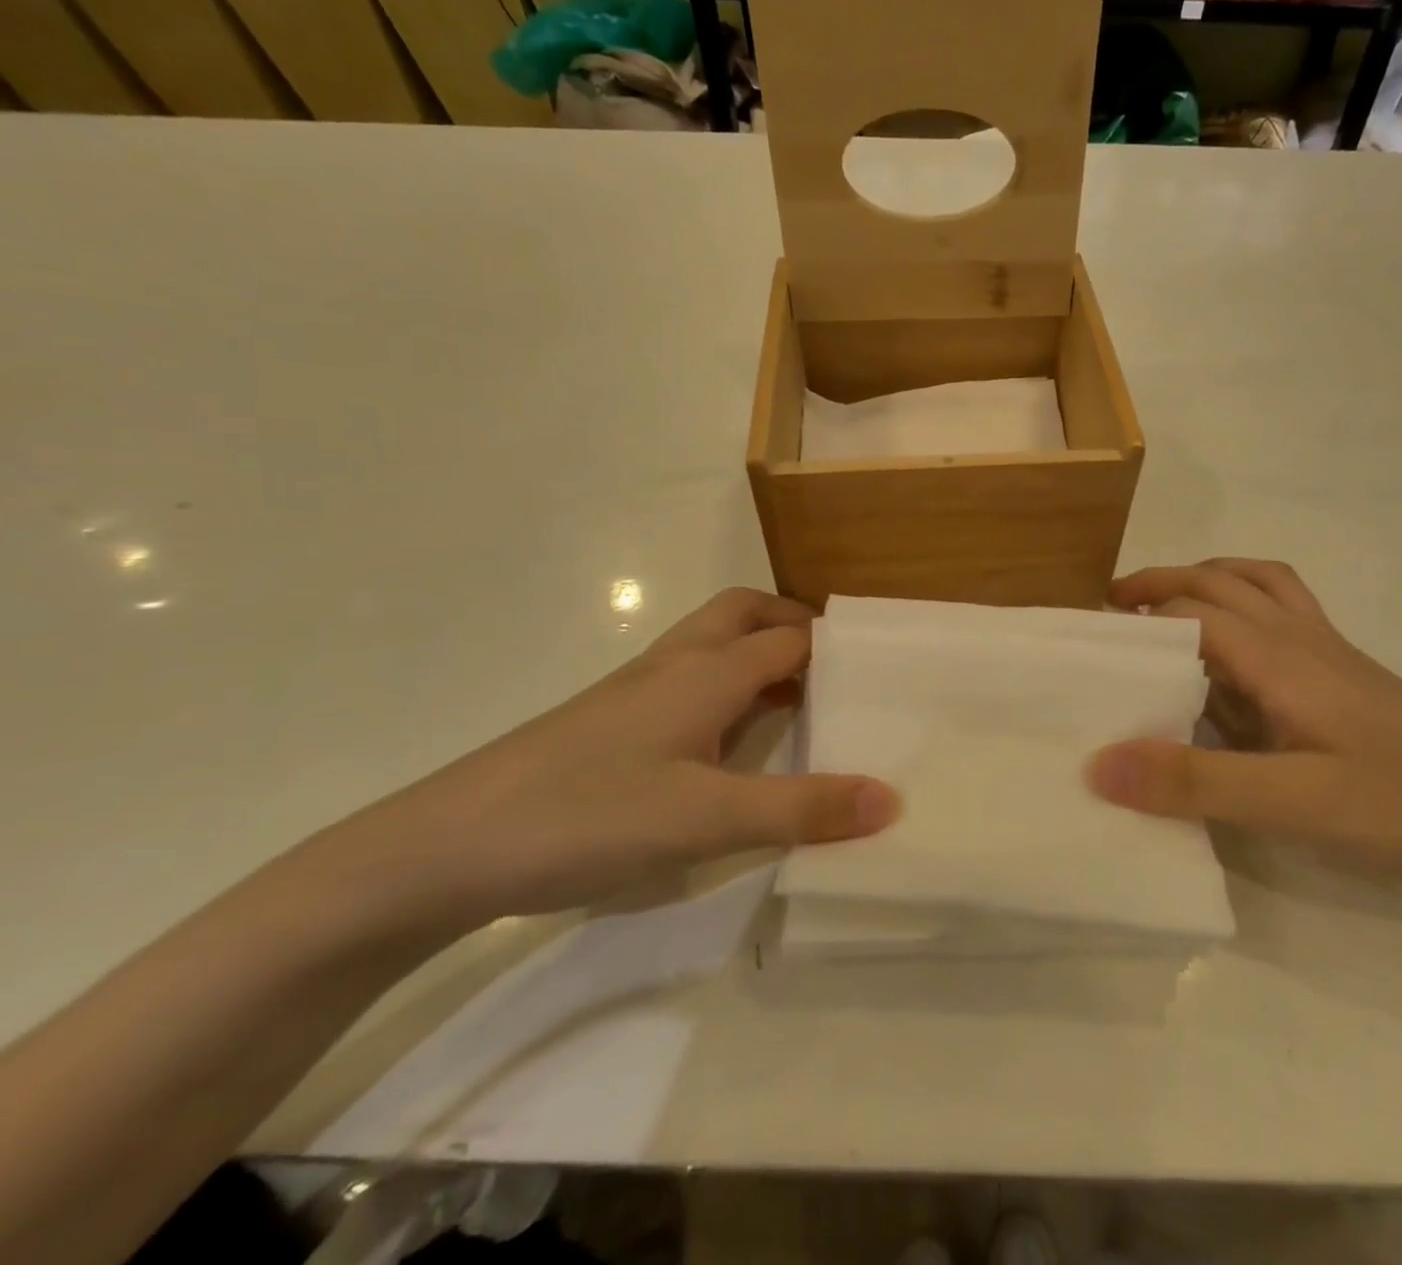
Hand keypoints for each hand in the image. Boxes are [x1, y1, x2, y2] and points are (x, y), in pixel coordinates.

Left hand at [317, 588, 898, 932]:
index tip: (881, 666)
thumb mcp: (709, 819)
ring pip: (711, 644)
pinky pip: (686, 679)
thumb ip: (803, 808)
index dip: (837, 645)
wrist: (450, 844)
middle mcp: (674, 664)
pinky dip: (723, 684)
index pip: (790, 638)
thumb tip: (893, 797)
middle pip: (744, 614)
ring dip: (757, 652)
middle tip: (834, 666)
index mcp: (707, 671)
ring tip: (795, 699)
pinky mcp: (609, 720)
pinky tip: (724, 738)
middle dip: (792, 625)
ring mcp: (635, 690)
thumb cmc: (591, 814)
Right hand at [1085, 559, 1401, 914]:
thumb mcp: (1293, 804)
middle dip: (1162, 585)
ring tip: (1165, 615)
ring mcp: (1330, 656)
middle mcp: (1301, 639)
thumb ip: (1193, 782)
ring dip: (1206, 585)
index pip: (1189, 610)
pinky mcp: (1348, 681)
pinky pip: (1285, 620)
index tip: (1086, 639)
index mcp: (1279, 654)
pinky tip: (1234, 667)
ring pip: (1259, 588)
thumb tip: (1096, 762)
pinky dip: (1245, 613)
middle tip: (1111, 614)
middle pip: (1221, 580)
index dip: (1134, 617)